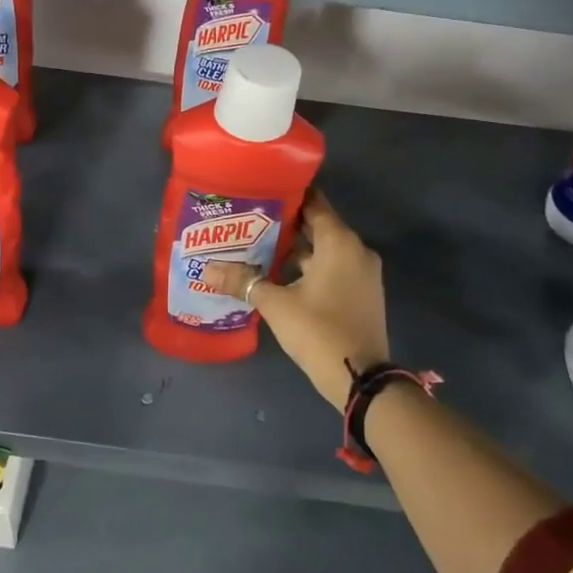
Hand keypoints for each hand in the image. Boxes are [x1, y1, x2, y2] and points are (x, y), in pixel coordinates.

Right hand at [201, 192, 388, 410]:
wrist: (361, 379)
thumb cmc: (318, 331)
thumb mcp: (276, 305)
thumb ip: (244, 282)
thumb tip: (208, 269)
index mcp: (339, 242)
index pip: (314, 203)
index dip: (288, 196)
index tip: (261, 193)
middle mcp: (356, 250)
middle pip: (318, 226)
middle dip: (286, 225)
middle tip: (251, 222)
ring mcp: (363, 274)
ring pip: (326, 251)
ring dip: (297, 250)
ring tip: (259, 249)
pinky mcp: (363, 294)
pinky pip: (334, 269)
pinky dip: (311, 268)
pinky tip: (282, 277)